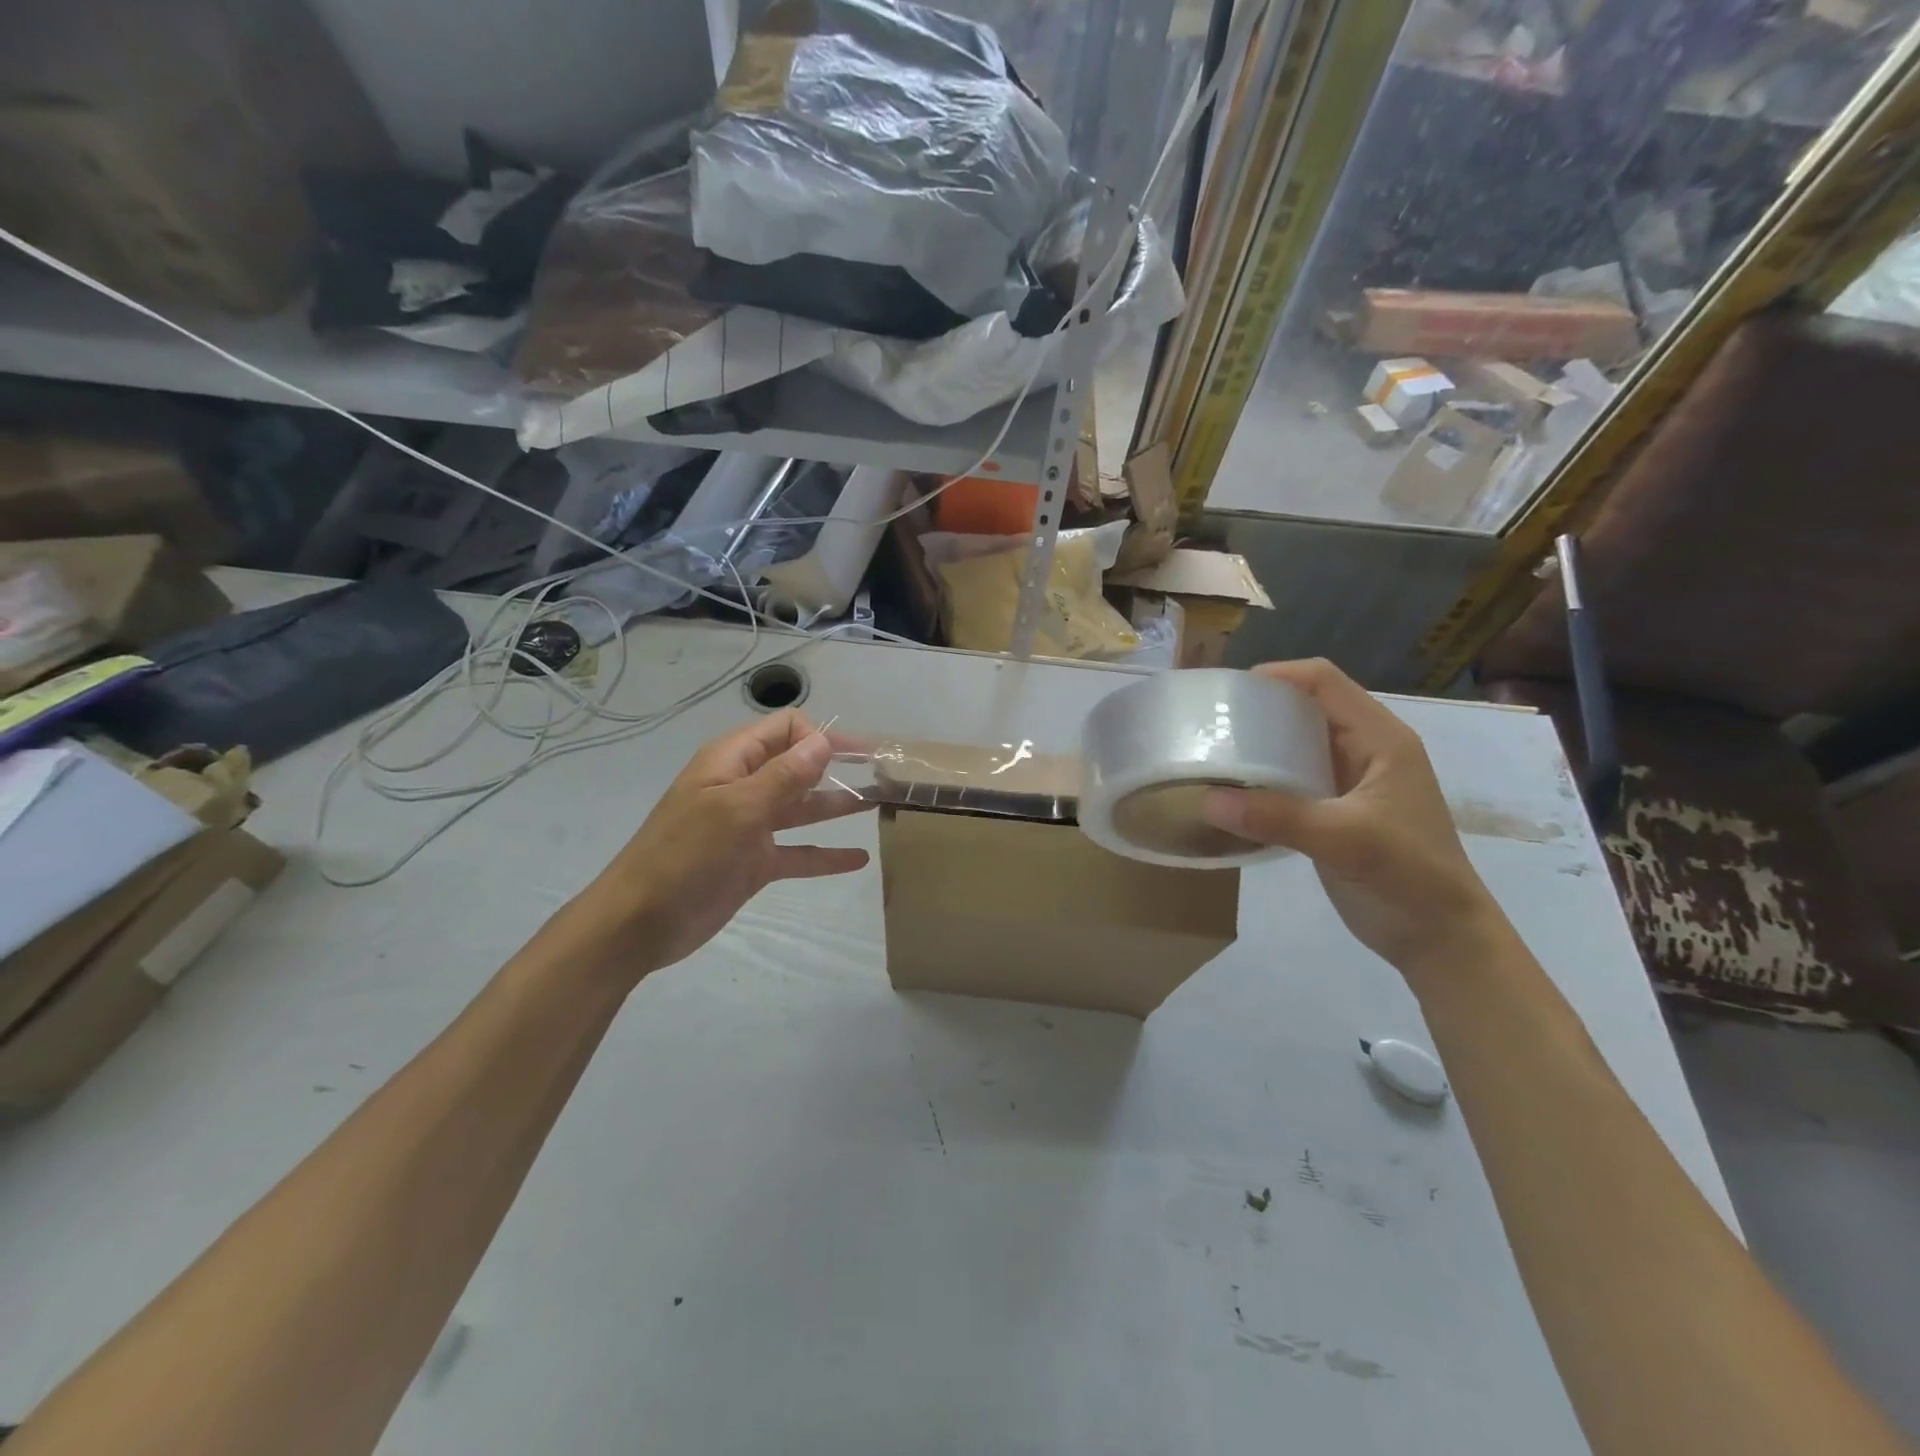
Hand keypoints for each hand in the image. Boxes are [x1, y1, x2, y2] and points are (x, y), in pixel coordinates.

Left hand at [560, 710, 871, 985]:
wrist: (638, 923)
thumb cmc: (686, 855)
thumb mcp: (737, 809)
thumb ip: (784, 775)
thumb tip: (823, 741)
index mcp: (732, 762)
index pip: (786, 729)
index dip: (820, 737)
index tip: (853, 759)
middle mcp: (744, 787)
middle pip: (799, 766)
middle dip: (838, 767)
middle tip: (884, 774)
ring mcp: (749, 827)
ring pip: (802, 809)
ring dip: (838, 806)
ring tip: (881, 804)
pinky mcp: (753, 864)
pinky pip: (798, 853)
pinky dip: (826, 855)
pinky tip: (859, 858)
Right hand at [1198, 659, 1510, 979]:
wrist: (1441, 939)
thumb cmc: (1409, 876)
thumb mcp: (1345, 840)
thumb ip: (1277, 816)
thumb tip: (1207, 800)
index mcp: (1380, 739)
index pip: (1324, 682)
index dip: (1277, 676)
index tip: (1227, 695)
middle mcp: (1364, 750)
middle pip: (1306, 707)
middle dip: (1259, 709)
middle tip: (1210, 724)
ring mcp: (1349, 782)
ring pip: (1296, 744)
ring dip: (1258, 745)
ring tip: (1212, 753)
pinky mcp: (1333, 811)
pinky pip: (1292, 780)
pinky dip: (1262, 779)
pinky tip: (1231, 792)